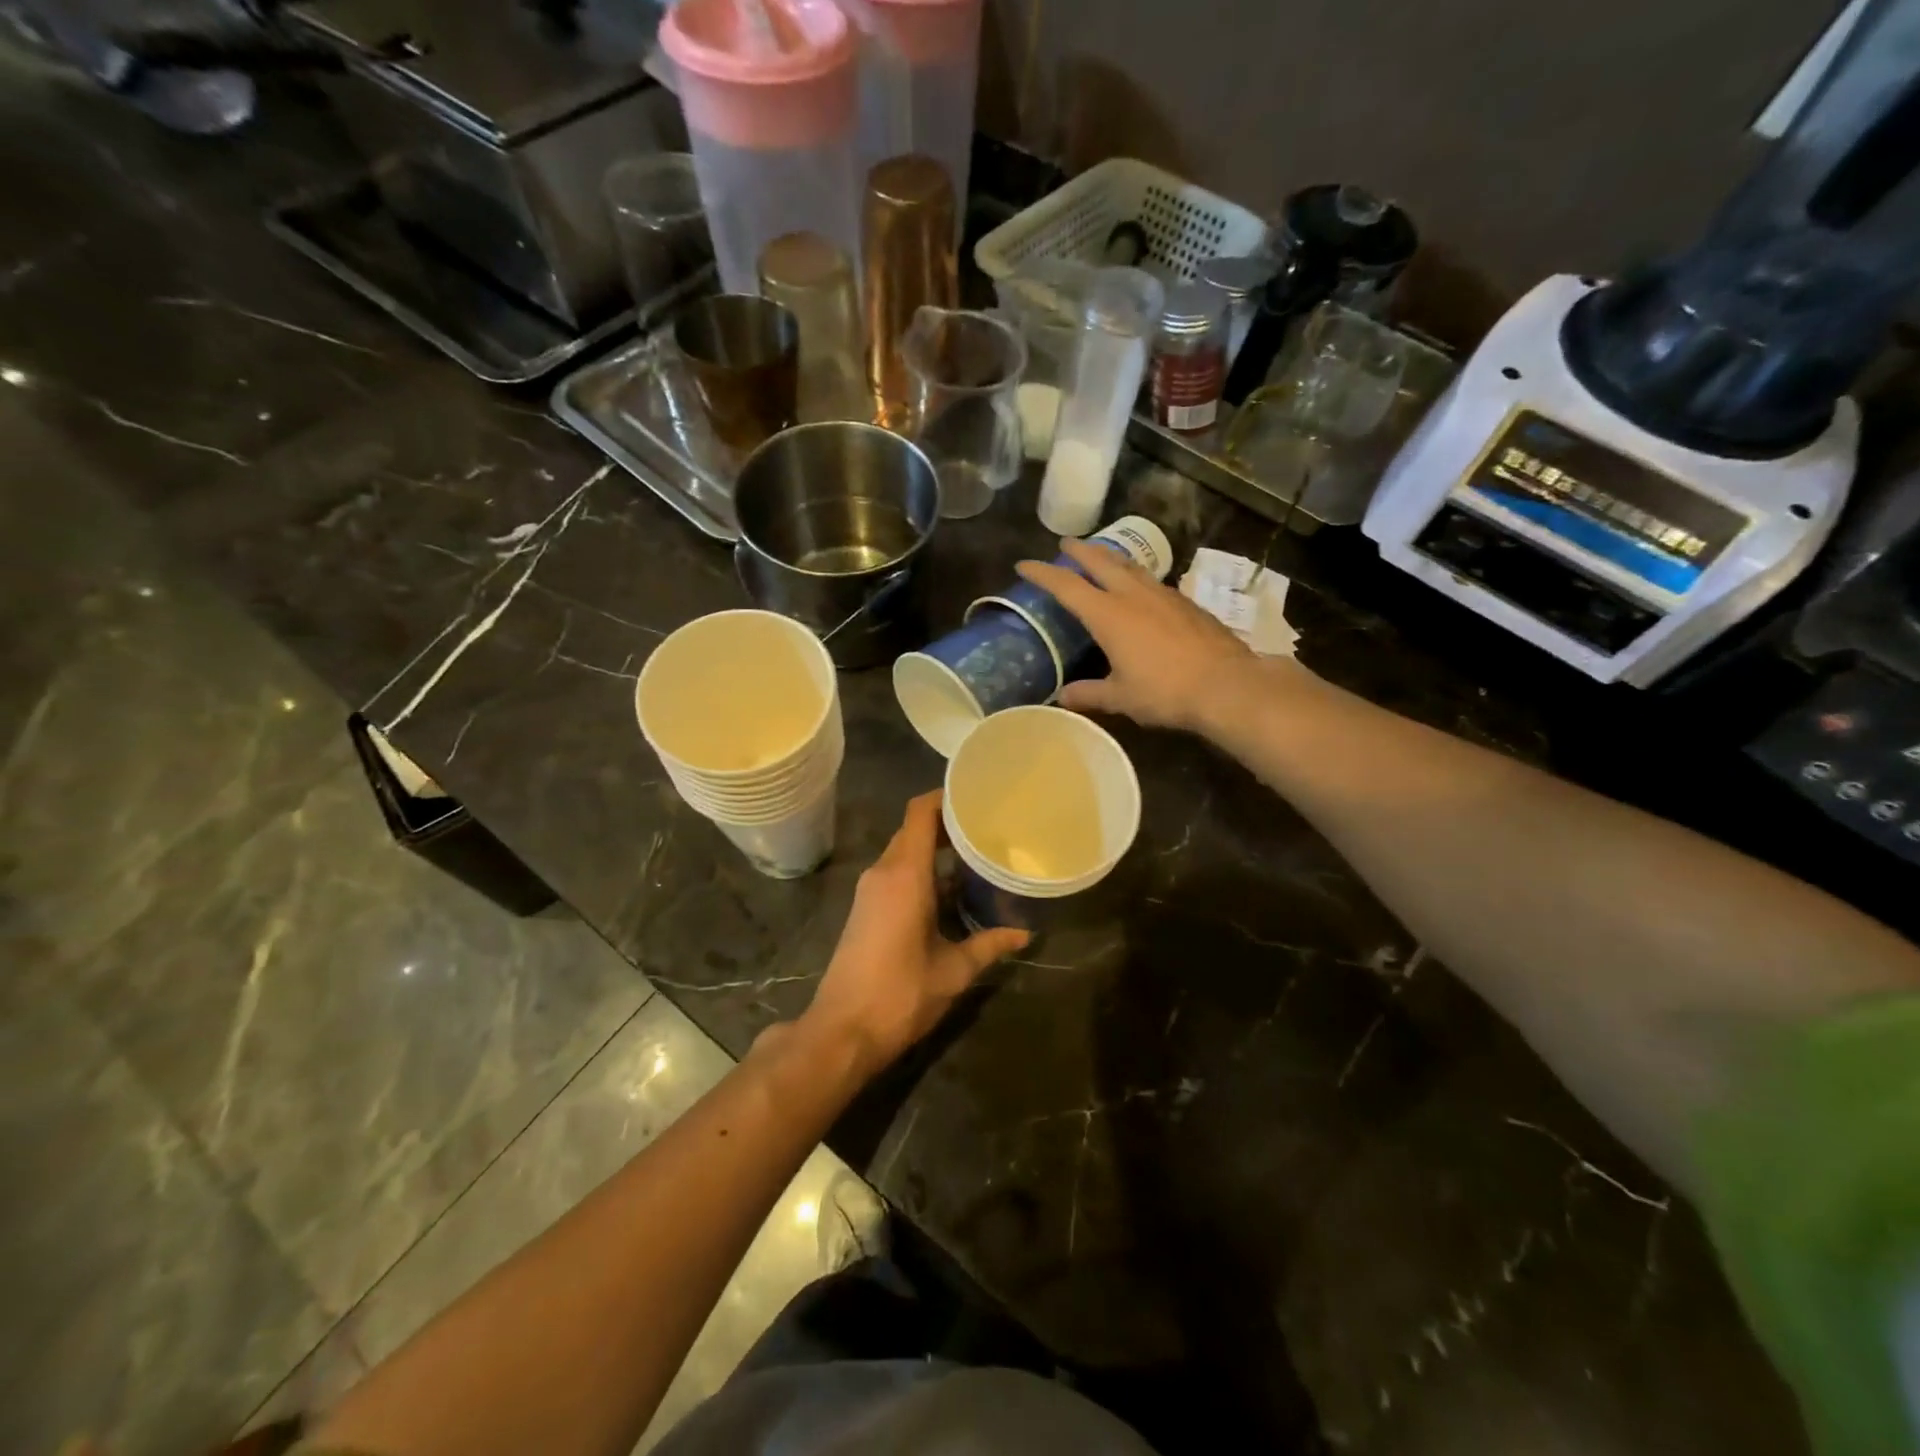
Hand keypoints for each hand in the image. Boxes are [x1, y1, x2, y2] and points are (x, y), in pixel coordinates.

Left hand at [799, 791, 1028, 1076]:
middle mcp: (883, 872)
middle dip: (947, 823)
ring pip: (904, 851)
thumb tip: (1024, 933)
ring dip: (934, 848)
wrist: (841, 1031)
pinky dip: (921, 869)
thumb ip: (989, 945)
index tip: (976, 794)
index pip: (919, 813)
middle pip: (913, 829)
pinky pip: (895, 872)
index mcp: (904, 875)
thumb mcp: (954, 971)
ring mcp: (869, 890)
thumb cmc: (900, 995)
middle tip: (988, 825)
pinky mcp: (865, 908)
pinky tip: (951, 886)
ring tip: (976, 852)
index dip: (944, 796)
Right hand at [1016, 538, 1259, 732]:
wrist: (1226, 684)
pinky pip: (1152, 581)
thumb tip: (1062, 696)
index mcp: (1108, 615)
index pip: (1066, 586)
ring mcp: (1163, 595)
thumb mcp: (1120, 697)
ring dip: (1110, 558)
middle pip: (1100, 562)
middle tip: (1065, 543)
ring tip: (1101, 557)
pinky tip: (1140, 588)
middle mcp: (1133, 596)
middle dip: (1079, 551)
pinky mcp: (1186, 603)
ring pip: (1130, 567)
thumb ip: (1089, 694)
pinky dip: (1136, 576)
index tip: (1024, 565)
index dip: (1043, 574)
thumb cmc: (1165, 691)